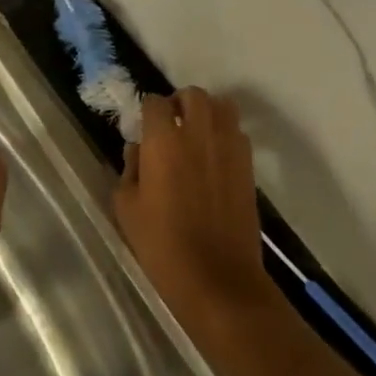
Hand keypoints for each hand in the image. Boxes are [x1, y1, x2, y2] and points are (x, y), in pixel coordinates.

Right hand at [115, 89, 272, 341]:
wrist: (217, 279)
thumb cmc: (162, 244)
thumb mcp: (127, 207)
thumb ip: (130, 169)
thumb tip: (139, 151)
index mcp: (164, 141)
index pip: (155, 102)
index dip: (147, 111)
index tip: (143, 127)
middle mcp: (198, 135)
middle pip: (193, 95)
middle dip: (179, 103)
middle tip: (170, 125)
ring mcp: (229, 149)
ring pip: (222, 107)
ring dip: (206, 113)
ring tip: (195, 134)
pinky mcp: (248, 167)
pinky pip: (238, 133)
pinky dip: (225, 134)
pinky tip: (214, 157)